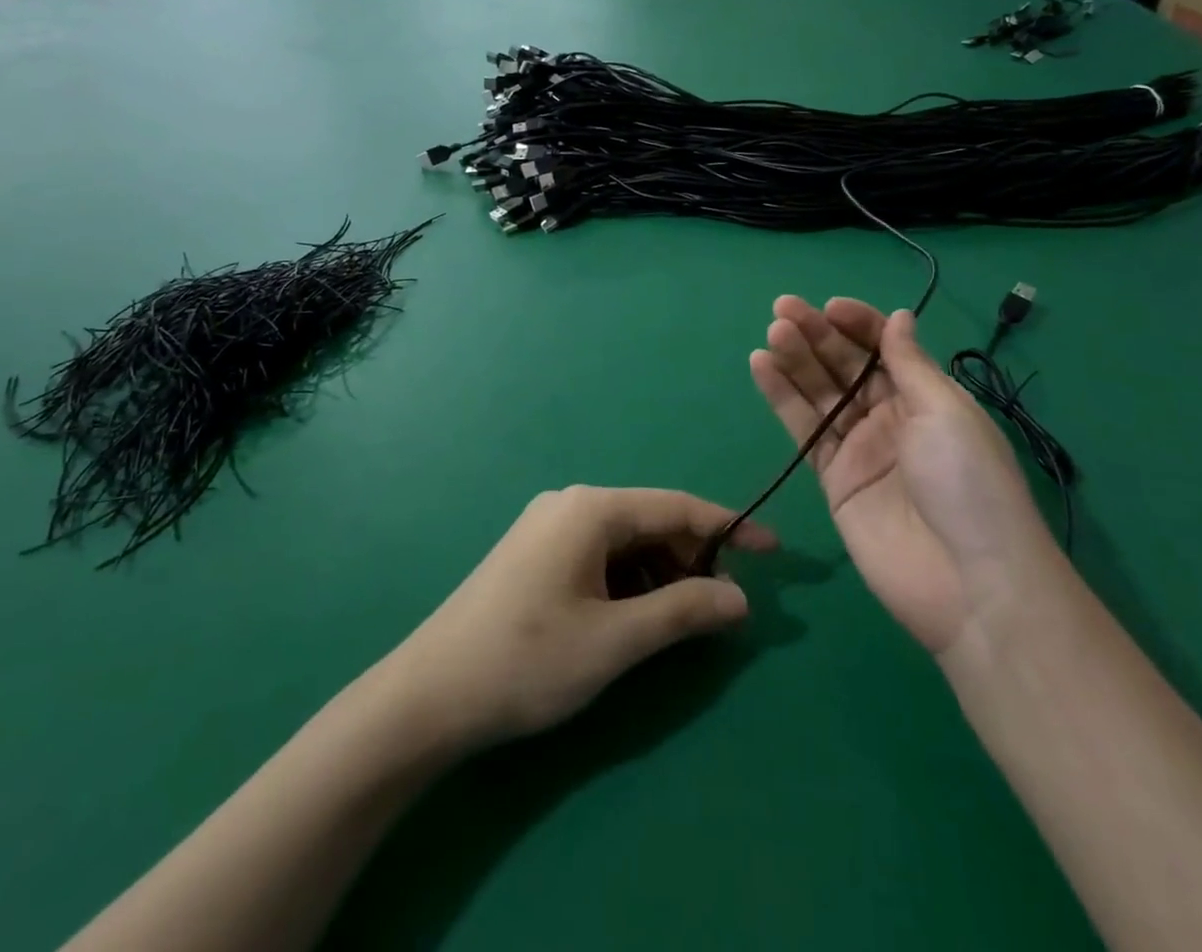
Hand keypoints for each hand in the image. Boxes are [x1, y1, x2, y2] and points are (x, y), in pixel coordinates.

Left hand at [385, 487, 776, 752]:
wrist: (427, 697)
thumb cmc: (527, 661)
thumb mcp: (615, 641)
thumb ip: (683, 612)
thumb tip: (741, 598)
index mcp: (592, 508)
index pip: (678, 506)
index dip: (730, 528)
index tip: (774, 552)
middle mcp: (571, 503)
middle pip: (651, 521)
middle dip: (692, 558)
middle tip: (722, 607)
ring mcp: (548, 527)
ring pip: (626, 541)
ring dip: (661, 573)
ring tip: (680, 620)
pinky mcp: (534, 553)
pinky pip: (599, 555)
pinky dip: (629, 580)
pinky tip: (634, 618)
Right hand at [749, 297, 1057, 655]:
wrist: (970, 584)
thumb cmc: (968, 483)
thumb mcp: (946, 412)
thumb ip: (910, 364)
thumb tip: (899, 316)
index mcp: (926, 396)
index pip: (884, 347)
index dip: (857, 324)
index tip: (828, 308)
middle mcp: (891, 416)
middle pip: (846, 366)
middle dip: (817, 335)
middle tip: (783, 309)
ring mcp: (860, 448)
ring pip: (820, 393)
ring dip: (795, 360)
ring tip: (772, 333)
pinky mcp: (833, 479)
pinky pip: (803, 430)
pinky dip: (781, 397)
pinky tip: (761, 366)